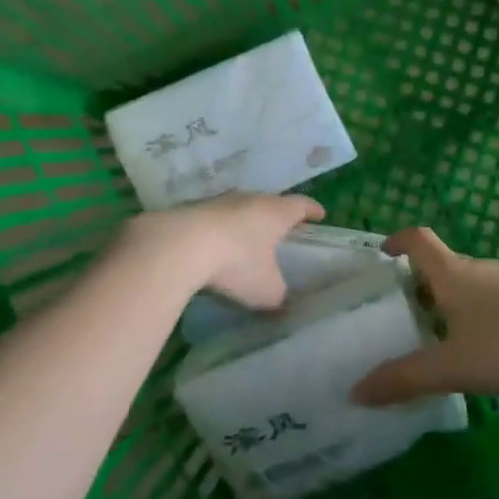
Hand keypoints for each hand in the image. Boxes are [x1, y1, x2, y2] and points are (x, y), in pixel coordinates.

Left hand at [122, 192, 324, 308]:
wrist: (178, 246)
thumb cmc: (236, 264)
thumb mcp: (266, 290)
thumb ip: (278, 294)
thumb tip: (279, 298)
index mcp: (276, 212)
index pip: (301, 205)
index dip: (312, 210)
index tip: (320, 214)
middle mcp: (249, 199)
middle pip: (269, 203)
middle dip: (276, 216)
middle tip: (282, 229)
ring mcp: (217, 202)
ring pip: (238, 208)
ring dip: (244, 222)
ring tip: (246, 239)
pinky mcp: (190, 210)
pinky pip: (212, 220)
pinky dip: (218, 231)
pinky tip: (213, 246)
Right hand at [351, 227, 498, 404]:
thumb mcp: (451, 367)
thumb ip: (404, 379)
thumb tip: (356, 391)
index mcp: (453, 274)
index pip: (418, 239)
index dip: (397, 241)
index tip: (382, 254)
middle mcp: (480, 269)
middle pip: (441, 264)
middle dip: (418, 282)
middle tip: (400, 312)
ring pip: (469, 283)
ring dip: (449, 300)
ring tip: (436, 334)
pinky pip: (493, 298)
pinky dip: (476, 312)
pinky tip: (482, 346)